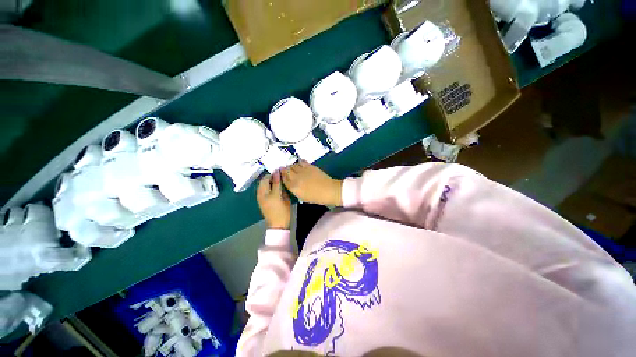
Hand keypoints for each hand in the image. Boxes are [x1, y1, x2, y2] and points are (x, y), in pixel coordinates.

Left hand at [257, 171, 291, 229]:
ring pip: (261, 185)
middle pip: (263, 180)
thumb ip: (280, 185)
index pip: (269, 178)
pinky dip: (266, 186)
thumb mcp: (284, 197)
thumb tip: (279, 174)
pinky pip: (261, 189)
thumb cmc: (283, 211)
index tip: (281, 171)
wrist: (277, 225)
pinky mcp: (260, 201)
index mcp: (268, 193)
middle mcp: (261, 194)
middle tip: (279, 176)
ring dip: (268, 181)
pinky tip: (273, 188)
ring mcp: (259, 198)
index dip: (275, 173)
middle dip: (270, 177)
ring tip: (277, 182)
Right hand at [282, 160, 342, 206]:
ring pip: (293, 165)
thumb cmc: (316, 197)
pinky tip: (300, 163)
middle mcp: (296, 178)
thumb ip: (294, 189)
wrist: (329, 190)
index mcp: (293, 187)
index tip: (280, 173)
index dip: (281, 175)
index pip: (283, 179)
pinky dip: (299, 162)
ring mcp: (303, 171)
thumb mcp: (302, 196)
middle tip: (285, 169)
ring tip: (293, 167)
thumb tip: (290, 182)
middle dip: (284, 169)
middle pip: (286, 170)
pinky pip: (301, 161)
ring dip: (291, 166)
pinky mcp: (309, 166)